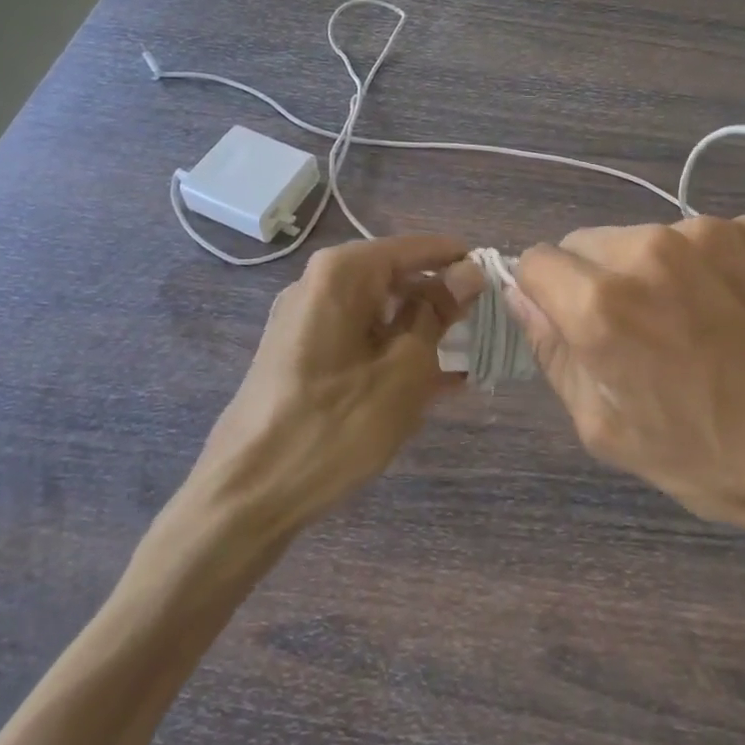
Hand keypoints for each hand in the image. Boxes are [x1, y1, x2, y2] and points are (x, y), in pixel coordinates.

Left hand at [187, 234, 478, 537]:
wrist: (246, 496)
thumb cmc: (334, 425)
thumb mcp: (404, 369)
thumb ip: (438, 313)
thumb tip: (469, 272)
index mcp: (342, 273)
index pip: (415, 247)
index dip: (459, 261)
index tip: (499, 280)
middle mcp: (318, 284)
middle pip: (395, 277)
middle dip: (442, 301)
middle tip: (487, 326)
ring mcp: (305, 321)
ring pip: (380, 312)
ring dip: (422, 332)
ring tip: (468, 359)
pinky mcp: (301, 355)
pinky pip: (360, 339)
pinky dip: (393, 354)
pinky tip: (433, 385)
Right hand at [508, 217, 744, 644]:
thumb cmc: (724, 460)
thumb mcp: (613, 432)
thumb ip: (555, 355)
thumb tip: (524, 299)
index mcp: (604, 303)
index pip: (536, 261)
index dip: (547, 297)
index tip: (575, 329)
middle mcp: (650, 247)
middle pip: (587, 243)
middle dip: (596, 282)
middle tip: (641, 337)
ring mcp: (711, 230)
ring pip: (646, 238)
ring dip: (652, 273)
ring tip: (699, 327)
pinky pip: (704, 238)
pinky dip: (706, 267)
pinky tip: (741, 313)